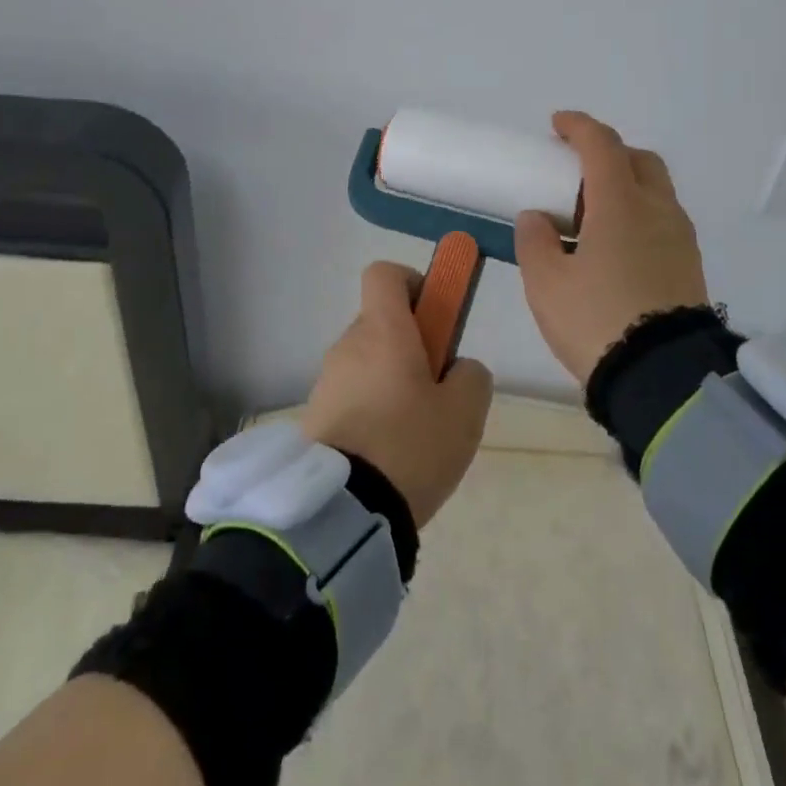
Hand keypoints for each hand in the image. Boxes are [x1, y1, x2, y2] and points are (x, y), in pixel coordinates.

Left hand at [300, 261, 493, 527]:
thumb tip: (457, 368)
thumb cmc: (411, 445)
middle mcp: (348, 345)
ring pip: (367, 363)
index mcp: (382, 330)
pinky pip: (351, 396)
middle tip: (437, 388)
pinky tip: (390, 453)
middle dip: (411, 344)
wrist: (343, 512)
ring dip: (391, 380)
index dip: (413, 283)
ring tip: (417, 431)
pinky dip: (371, 409)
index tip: (435, 316)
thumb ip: (471, 374)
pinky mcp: (314, 417)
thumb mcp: (465, 411)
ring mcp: (327, 381)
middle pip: (380, 323)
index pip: (384, 274)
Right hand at [514, 111, 709, 386]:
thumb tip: (537, 218)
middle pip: (639, 160)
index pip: (602, 145)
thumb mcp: (546, 283)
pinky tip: (616, 246)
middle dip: (608, 153)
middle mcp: (657, 209)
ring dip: (626, 185)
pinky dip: (639, 214)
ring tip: (593, 214)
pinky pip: (663, 220)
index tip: (557, 125)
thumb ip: (536, 241)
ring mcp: (680, 237)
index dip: (578, 127)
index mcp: (620, 203)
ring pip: (656, 190)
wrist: (663, 377)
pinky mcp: (689, 265)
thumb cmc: (596, 320)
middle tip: (577, 169)